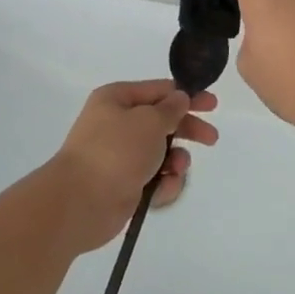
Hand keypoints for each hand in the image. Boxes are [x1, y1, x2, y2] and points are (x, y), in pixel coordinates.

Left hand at [47, 79, 218, 251]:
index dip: (186, 96)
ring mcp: (120, 156)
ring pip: (161, 153)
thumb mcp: (149, 121)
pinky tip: (163, 189)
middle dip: (187, 130)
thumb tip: (179, 98)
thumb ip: (170, 109)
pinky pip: (154, 179)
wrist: (81, 202)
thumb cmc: (116, 151)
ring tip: (177, 168)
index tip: (212, 105)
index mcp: (116, 99)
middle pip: (161, 122)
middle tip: (211, 139)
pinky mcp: (124, 185)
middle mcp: (116, 124)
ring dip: (176, 160)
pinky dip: (163, 183)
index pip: (158, 91)